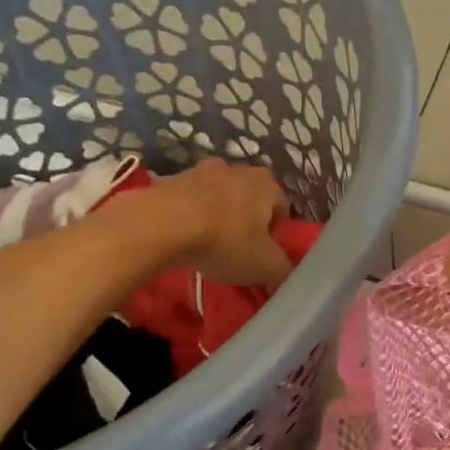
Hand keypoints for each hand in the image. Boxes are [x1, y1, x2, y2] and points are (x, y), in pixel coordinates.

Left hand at [139, 158, 292, 287]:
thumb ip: (283, 273)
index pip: (282, 210)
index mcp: (267, 184)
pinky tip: (181, 238)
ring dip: (216, 216)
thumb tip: (287, 279)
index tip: (260, 256)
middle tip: (235, 251)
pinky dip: (188, 215)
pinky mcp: (171, 179)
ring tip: (205, 245)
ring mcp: (201, 170)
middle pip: (249, 200)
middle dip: (245, 223)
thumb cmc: (225, 241)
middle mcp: (238, 169)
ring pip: (218, 198)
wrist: (162, 225)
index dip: (274, 236)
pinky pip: (188, 201)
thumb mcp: (265, 266)